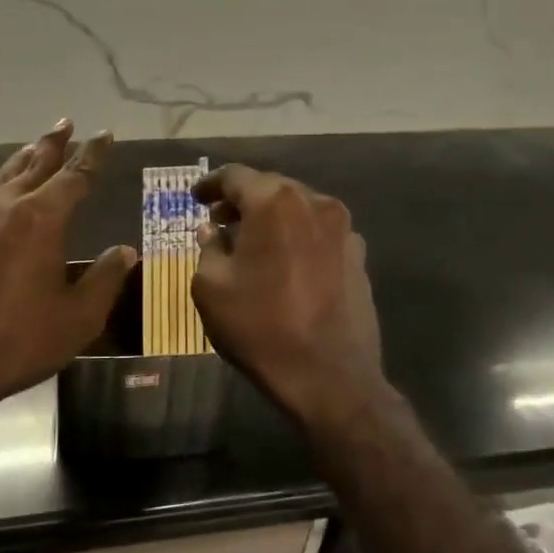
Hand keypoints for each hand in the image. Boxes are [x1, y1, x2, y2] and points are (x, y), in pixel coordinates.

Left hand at [0, 120, 135, 443]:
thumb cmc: (16, 343)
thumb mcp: (77, 318)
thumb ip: (104, 279)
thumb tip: (124, 251)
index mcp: (42, 219)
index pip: (76, 175)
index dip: (94, 154)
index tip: (105, 135)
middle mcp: (6, 205)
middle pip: (36, 163)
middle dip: (56, 143)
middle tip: (68, 123)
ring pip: (4, 174)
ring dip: (24, 157)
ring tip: (37, 143)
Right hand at [191, 165, 386, 426]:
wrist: (330, 376)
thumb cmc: (260, 327)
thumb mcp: (211, 287)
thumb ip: (208, 247)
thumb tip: (214, 231)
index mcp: (274, 202)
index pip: (235, 176)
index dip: (210, 184)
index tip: (195, 197)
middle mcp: (314, 202)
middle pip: (270, 188)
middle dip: (242, 201)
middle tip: (219, 220)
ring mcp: (343, 228)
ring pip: (297, 209)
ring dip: (271, 219)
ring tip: (251, 243)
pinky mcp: (358, 255)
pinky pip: (318, 233)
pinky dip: (296, 237)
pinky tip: (284, 263)